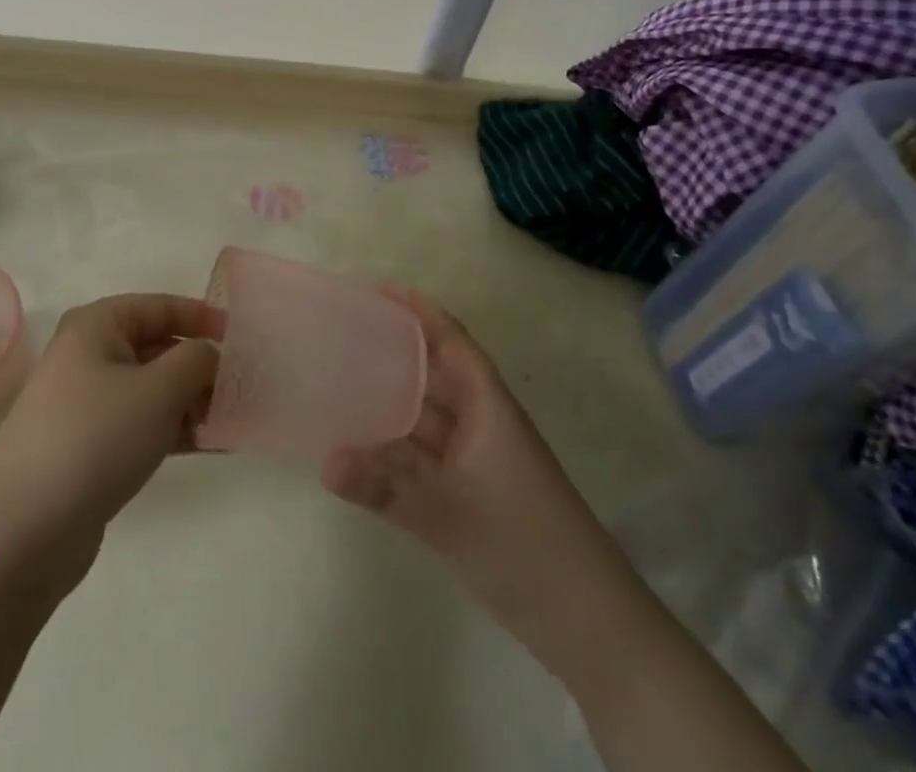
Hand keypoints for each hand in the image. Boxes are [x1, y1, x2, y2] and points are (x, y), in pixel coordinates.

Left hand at [0, 294, 222, 580]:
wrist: (22, 532)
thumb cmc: (95, 438)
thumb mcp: (158, 390)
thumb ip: (196, 361)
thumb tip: (211, 356)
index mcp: (97, 326)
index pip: (161, 306)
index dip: (203, 317)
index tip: (242, 338)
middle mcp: (89, 355)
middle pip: (158, 347)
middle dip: (202, 365)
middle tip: (244, 386)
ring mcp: (87, 404)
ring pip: (153, 389)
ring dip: (193, 401)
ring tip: (234, 419)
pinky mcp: (91, 447)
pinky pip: (143, 425)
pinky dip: (175, 430)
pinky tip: (213, 445)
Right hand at [321, 289, 601, 617]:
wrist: (589, 625)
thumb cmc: (526, 547)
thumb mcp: (451, 516)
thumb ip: (386, 489)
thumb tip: (325, 461)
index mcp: (488, 407)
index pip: (451, 341)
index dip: (419, 312)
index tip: (378, 290)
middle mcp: (481, 423)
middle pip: (434, 373)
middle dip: (396, 350)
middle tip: (345, 333)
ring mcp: (476, 460)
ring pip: (427, 416)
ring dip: (391, 399)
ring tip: (342, 379)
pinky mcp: (470, 492)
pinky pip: (424, 455)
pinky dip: (395, 446)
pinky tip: (360, 446)